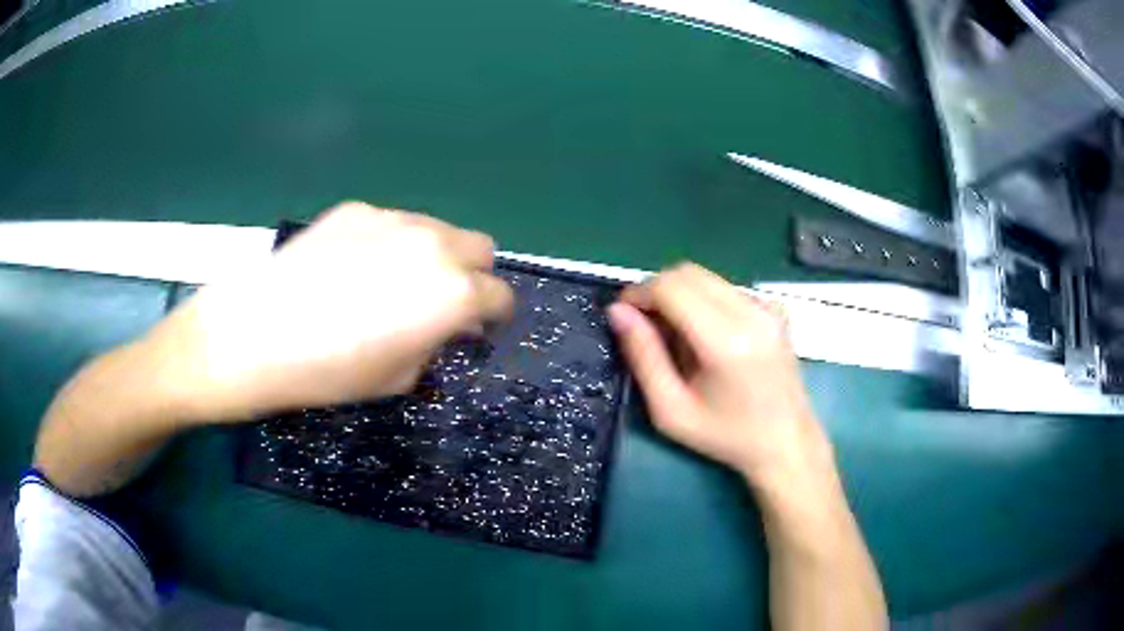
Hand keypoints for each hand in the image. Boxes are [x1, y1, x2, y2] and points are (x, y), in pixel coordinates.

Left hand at [143, 202, 513, 422]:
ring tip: (393, 283)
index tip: (475, 330)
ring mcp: (392, 219)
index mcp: (451, 293)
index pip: (499, 296)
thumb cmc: (327, 373)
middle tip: (440, 304)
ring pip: (437, 229)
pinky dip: (389, 243)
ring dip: (433, 255)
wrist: (252, 336)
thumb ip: (434, 344)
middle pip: (480, 248)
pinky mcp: (355, 209)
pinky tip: (351, 268)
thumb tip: (442, 326)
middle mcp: (432, 244)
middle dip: (471, 276)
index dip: (492, 317)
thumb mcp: (396, 379)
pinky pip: (391, 223)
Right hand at [608, 263, 831, 487]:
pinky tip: (705, 336)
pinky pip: (725, 288)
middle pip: (687, 272)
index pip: (671, 287)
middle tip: (644, 325)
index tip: (623, 315)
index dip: (639, 293)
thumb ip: (643, 357)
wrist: (787, 442)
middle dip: (656, 290)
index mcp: (725, 341)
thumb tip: (618, 312)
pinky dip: (703, 300)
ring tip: (675, 336)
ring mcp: (766, 306)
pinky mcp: (773, 308)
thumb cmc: (726, 436)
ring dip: (679, 295)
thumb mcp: (671, 410)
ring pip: (706, 277)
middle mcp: (750, 311)